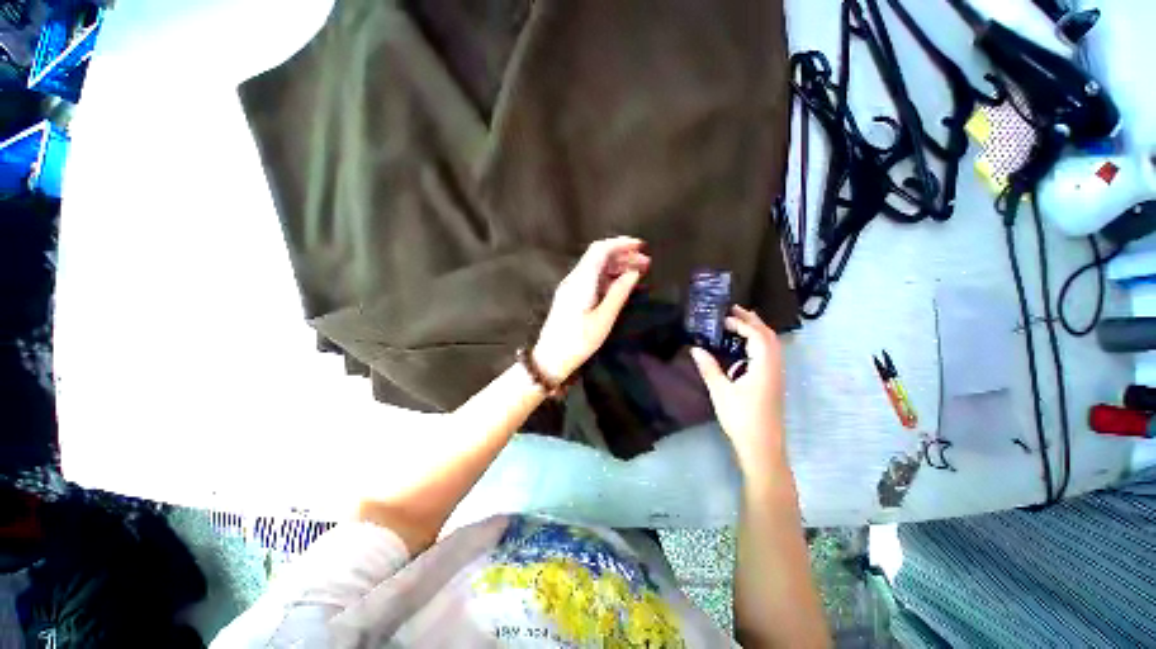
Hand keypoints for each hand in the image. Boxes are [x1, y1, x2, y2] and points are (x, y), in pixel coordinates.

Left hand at [534, 237, 649, 381]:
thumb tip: (633, 273)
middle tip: (646, 262)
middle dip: (623, 255)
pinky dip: (609, 278)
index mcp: (581, 281)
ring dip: (617, 267)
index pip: (600, 250)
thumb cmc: (578, 342)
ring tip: (639, 273)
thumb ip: (618, 293)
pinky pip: (593, 280)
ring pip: (596, 268)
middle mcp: (574, 279)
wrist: (550, 359)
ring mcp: (572, 288)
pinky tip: (623, 285)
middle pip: (599, 257)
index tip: (641, 246)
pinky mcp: (572, 297)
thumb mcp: (603, 319)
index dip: (621, 244)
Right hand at [690, 306, 785, 471]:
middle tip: (733, 310)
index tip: (722, 318)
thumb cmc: (741, 418)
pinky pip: (770, 353)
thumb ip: (708, 367)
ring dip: (757, 330)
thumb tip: (695, 348)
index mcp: (764, 366)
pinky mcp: (773, 382)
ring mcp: (776, 374)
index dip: (741, 323)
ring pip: (772, 344)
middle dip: (752, 320)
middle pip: (768, 335)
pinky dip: (758, 342)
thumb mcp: (721, 391)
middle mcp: (775, 366)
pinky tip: (744, 347)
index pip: (757, 335)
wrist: (762, 446)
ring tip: (739, 322)